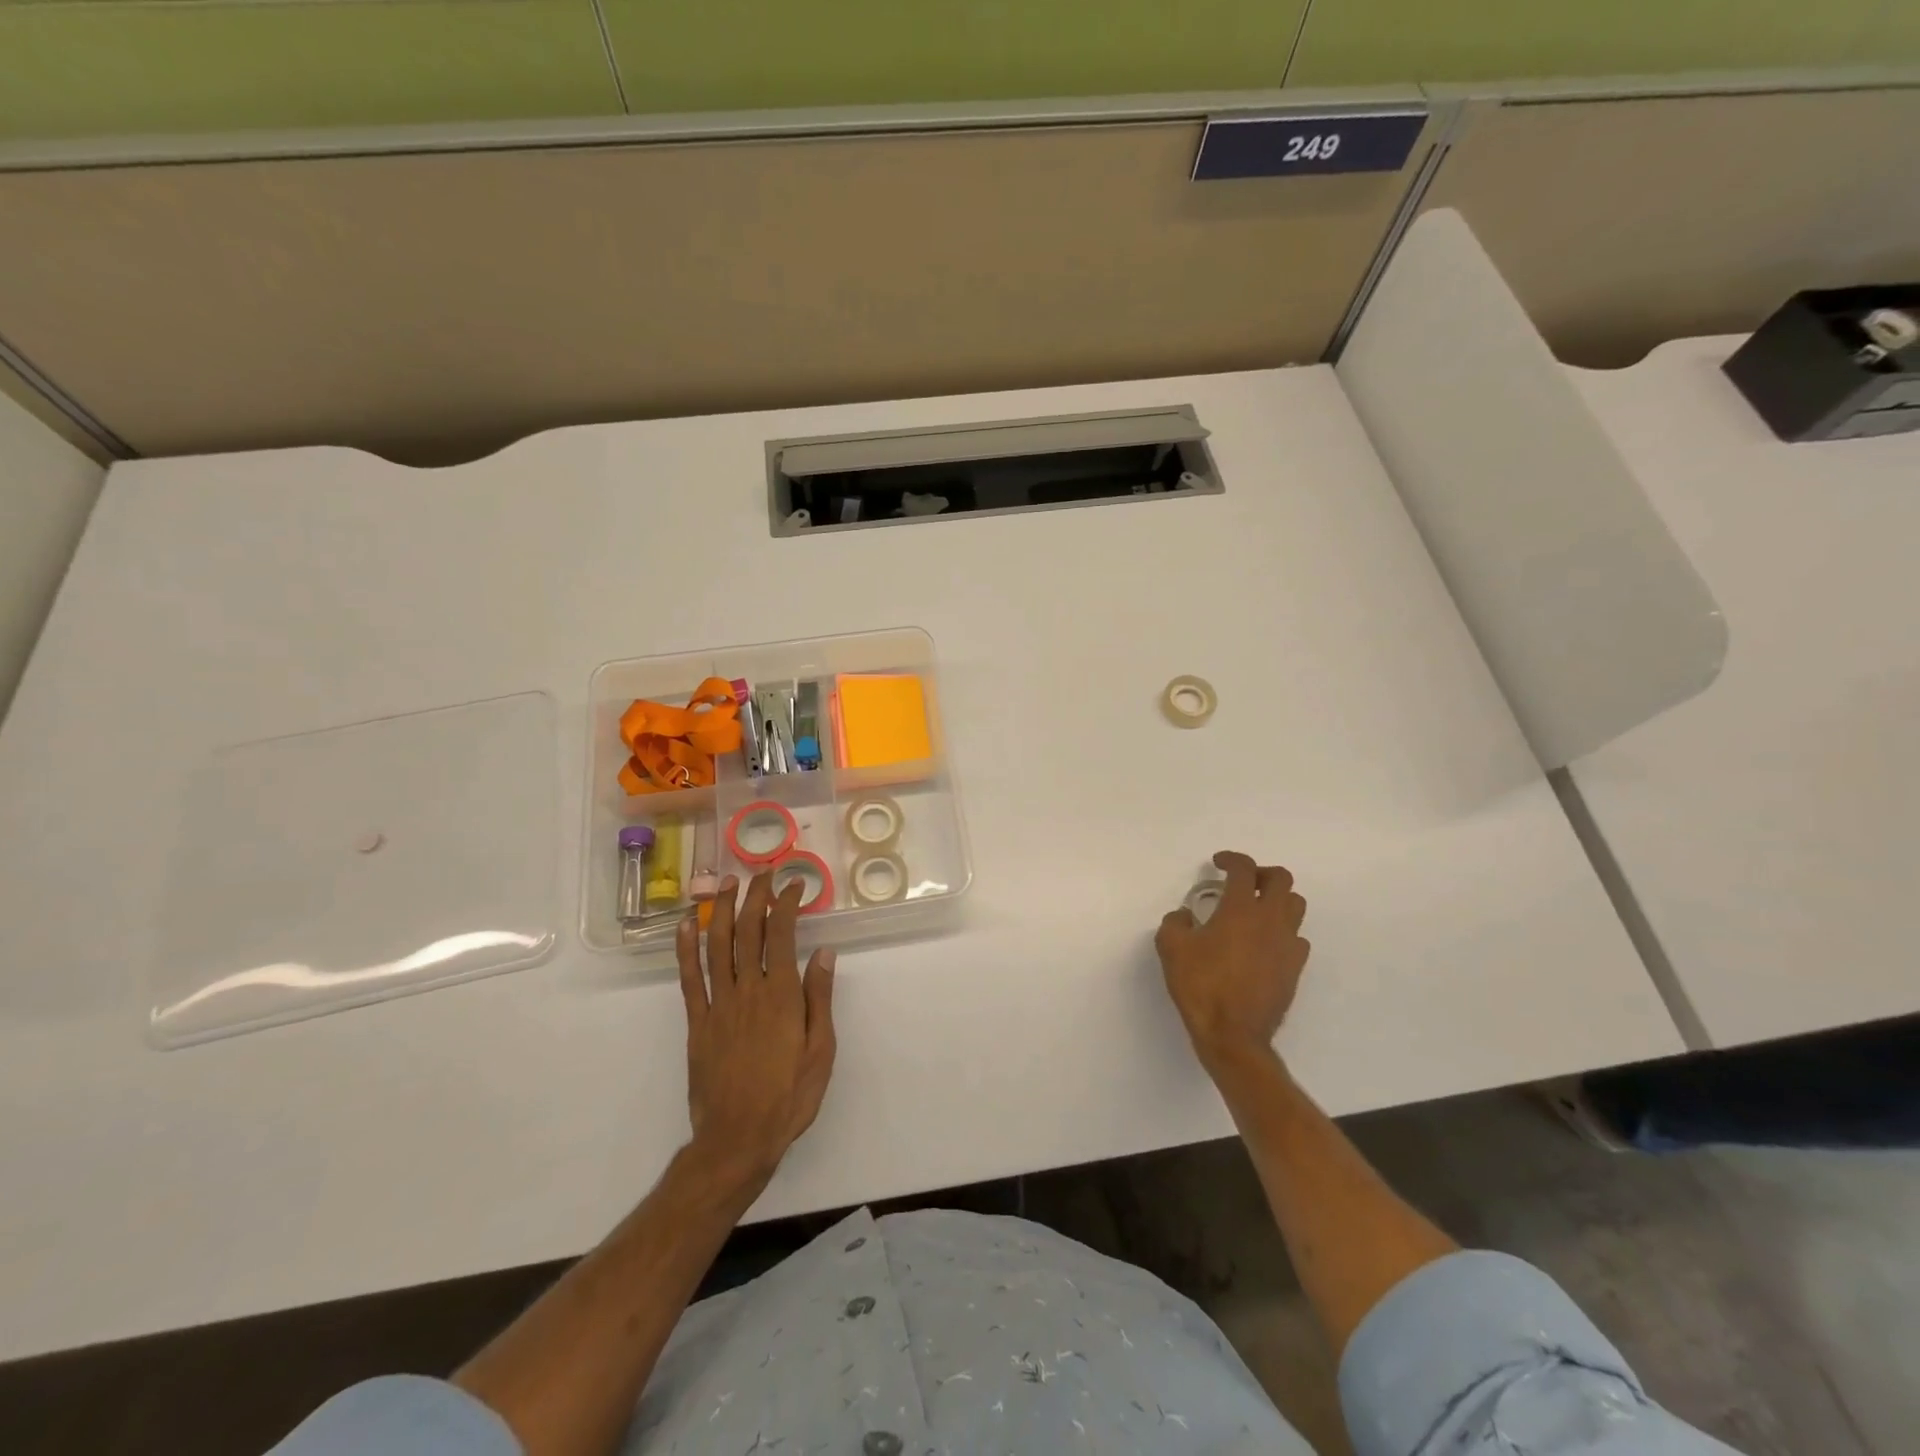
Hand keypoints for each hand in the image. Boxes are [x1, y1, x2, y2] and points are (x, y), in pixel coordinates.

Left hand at [677, 872, 836, 1190]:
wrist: (737, 1139)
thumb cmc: (789, 1097)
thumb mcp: (821, 1050)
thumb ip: (820, 998)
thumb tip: (823, 952)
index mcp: (782, 996)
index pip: (782, 935)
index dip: (786, 904)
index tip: (793, 885)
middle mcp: (748, 990)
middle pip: (748, 932)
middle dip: (754, 897)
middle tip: (761, 874)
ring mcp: (718, 1005)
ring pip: (717, 946)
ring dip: (720, 910)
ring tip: (726, 883)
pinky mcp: (697, 1023)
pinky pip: (689, 979)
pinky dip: (685, 949)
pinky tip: (684, 926)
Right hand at [1156, 852, 1308, 1071]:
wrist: (1233, 1035)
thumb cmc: (1201, 986)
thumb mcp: (1171, 948)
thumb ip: (1175, 922)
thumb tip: (1186, 916)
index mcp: (1240, 909)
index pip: (1243, 868)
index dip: (1231, 859)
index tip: (1218, 863)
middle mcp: (1270, 920)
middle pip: (1281, 879)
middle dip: (1261, 873)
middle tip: (1242, 882)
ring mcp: (1287, 944)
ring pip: (1295, 905)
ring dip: (1277, 899)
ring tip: (1255, 910)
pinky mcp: (1294, 968)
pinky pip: (1296, 937)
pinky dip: (1282, 931)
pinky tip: (1264, 943)